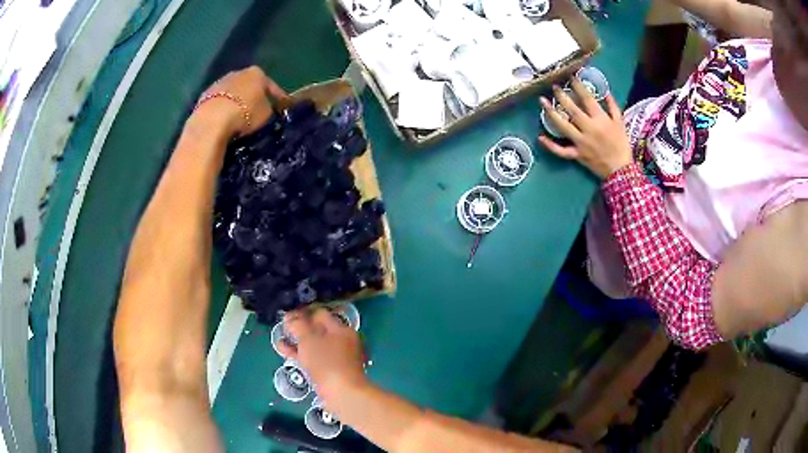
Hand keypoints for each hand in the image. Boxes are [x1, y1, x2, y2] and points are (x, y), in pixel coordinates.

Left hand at [193, 66, 289, 136]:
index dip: (278, 98)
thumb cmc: (245, 114)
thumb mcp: (266, 114)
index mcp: (257, 73)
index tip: (282, 109)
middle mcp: (238, 72)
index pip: (271, 86)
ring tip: (239, 118)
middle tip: (258, 112)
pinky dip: (223, 109)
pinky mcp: (204, 96)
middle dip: (253, 97)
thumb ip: (269, 108)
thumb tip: (266, 110)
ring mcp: (219, 82)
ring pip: (232, 93)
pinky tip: (224, 120)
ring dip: (236, 102)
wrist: (212, 121)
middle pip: (249, 86)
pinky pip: (219, 103)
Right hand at [278, 308, 367, 403]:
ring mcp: (337, 358)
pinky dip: (299, 354)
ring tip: (280, 337)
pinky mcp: (330, 372)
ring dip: (297, 341)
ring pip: (314, 345)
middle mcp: (342, 341)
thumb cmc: (327, 362)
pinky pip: (312, 358)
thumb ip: (297, 325)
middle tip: (282, 326)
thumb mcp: (308, 339)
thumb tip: (289, 317)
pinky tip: (283, 350)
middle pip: (317, 330)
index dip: (302, 312)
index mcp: (342, 329)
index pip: (320, 314)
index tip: (287, 314)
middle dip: (299, 328)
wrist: (343, 394)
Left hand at [539, 78, 632, 179]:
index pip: (587, 99)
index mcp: (600, 120)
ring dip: (551, 113)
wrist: (621, 170)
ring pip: (563, 126)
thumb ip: (613, 106)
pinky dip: (550, 145)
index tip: (570, 78)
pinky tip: (540, 137)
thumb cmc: (621, 145)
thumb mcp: (621, 123)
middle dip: (561, 96)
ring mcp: (581, 142)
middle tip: (554, 87)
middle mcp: (589, 129)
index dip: (578, 86)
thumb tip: (605, 92)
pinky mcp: (577, 155)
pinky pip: (561, 151)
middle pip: (572, 110)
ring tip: (542, 101)